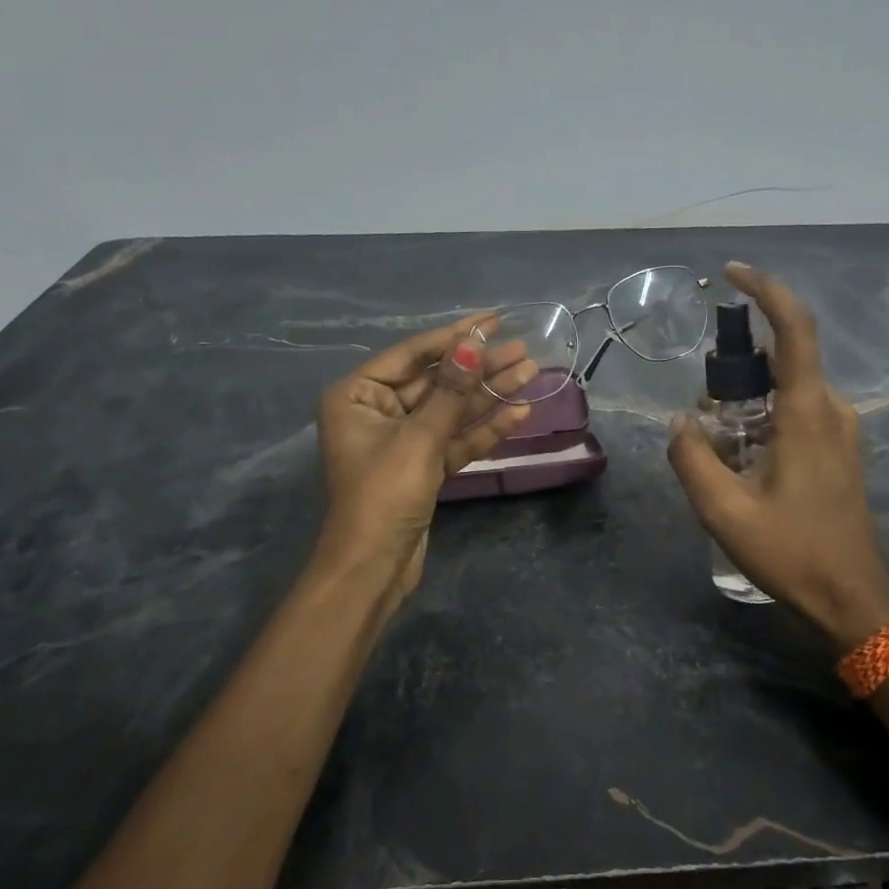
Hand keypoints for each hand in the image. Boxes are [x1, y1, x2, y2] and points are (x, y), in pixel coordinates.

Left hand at [314, 316, 535, 610]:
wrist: (373, 569)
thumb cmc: (384, 495)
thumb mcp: (419, 438)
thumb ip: (450, 392)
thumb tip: (473, 345)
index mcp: (357, 396)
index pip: (412, 355)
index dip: (454, 336)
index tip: (493, 320)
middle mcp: (377, 412)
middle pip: (436, 381)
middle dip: (479, 367)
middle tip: (523, 349)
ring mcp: (402, 440)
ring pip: (451, 410)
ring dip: (489, 394)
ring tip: (531, 372)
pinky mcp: (423, 466)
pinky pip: (455, 438)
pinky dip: (484, 429)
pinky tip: (520, 412)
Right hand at [667, 263, 888, 647]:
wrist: (852, 596)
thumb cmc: (792, 551)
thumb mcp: (723, 511)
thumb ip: (691, 458)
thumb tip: (681, 421)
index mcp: (807, 413)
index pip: (794, 329)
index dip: (766, 290)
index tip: (732, 274)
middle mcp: (832, 409)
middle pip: (782, 359)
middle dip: (737, 373)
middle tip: (707, 420)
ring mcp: (842, 428)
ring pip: (787, 388)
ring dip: (748, 402)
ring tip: (722, 452)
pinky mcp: (841, 447)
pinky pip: (797, 411)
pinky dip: (764, 418)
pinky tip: (746, 461)